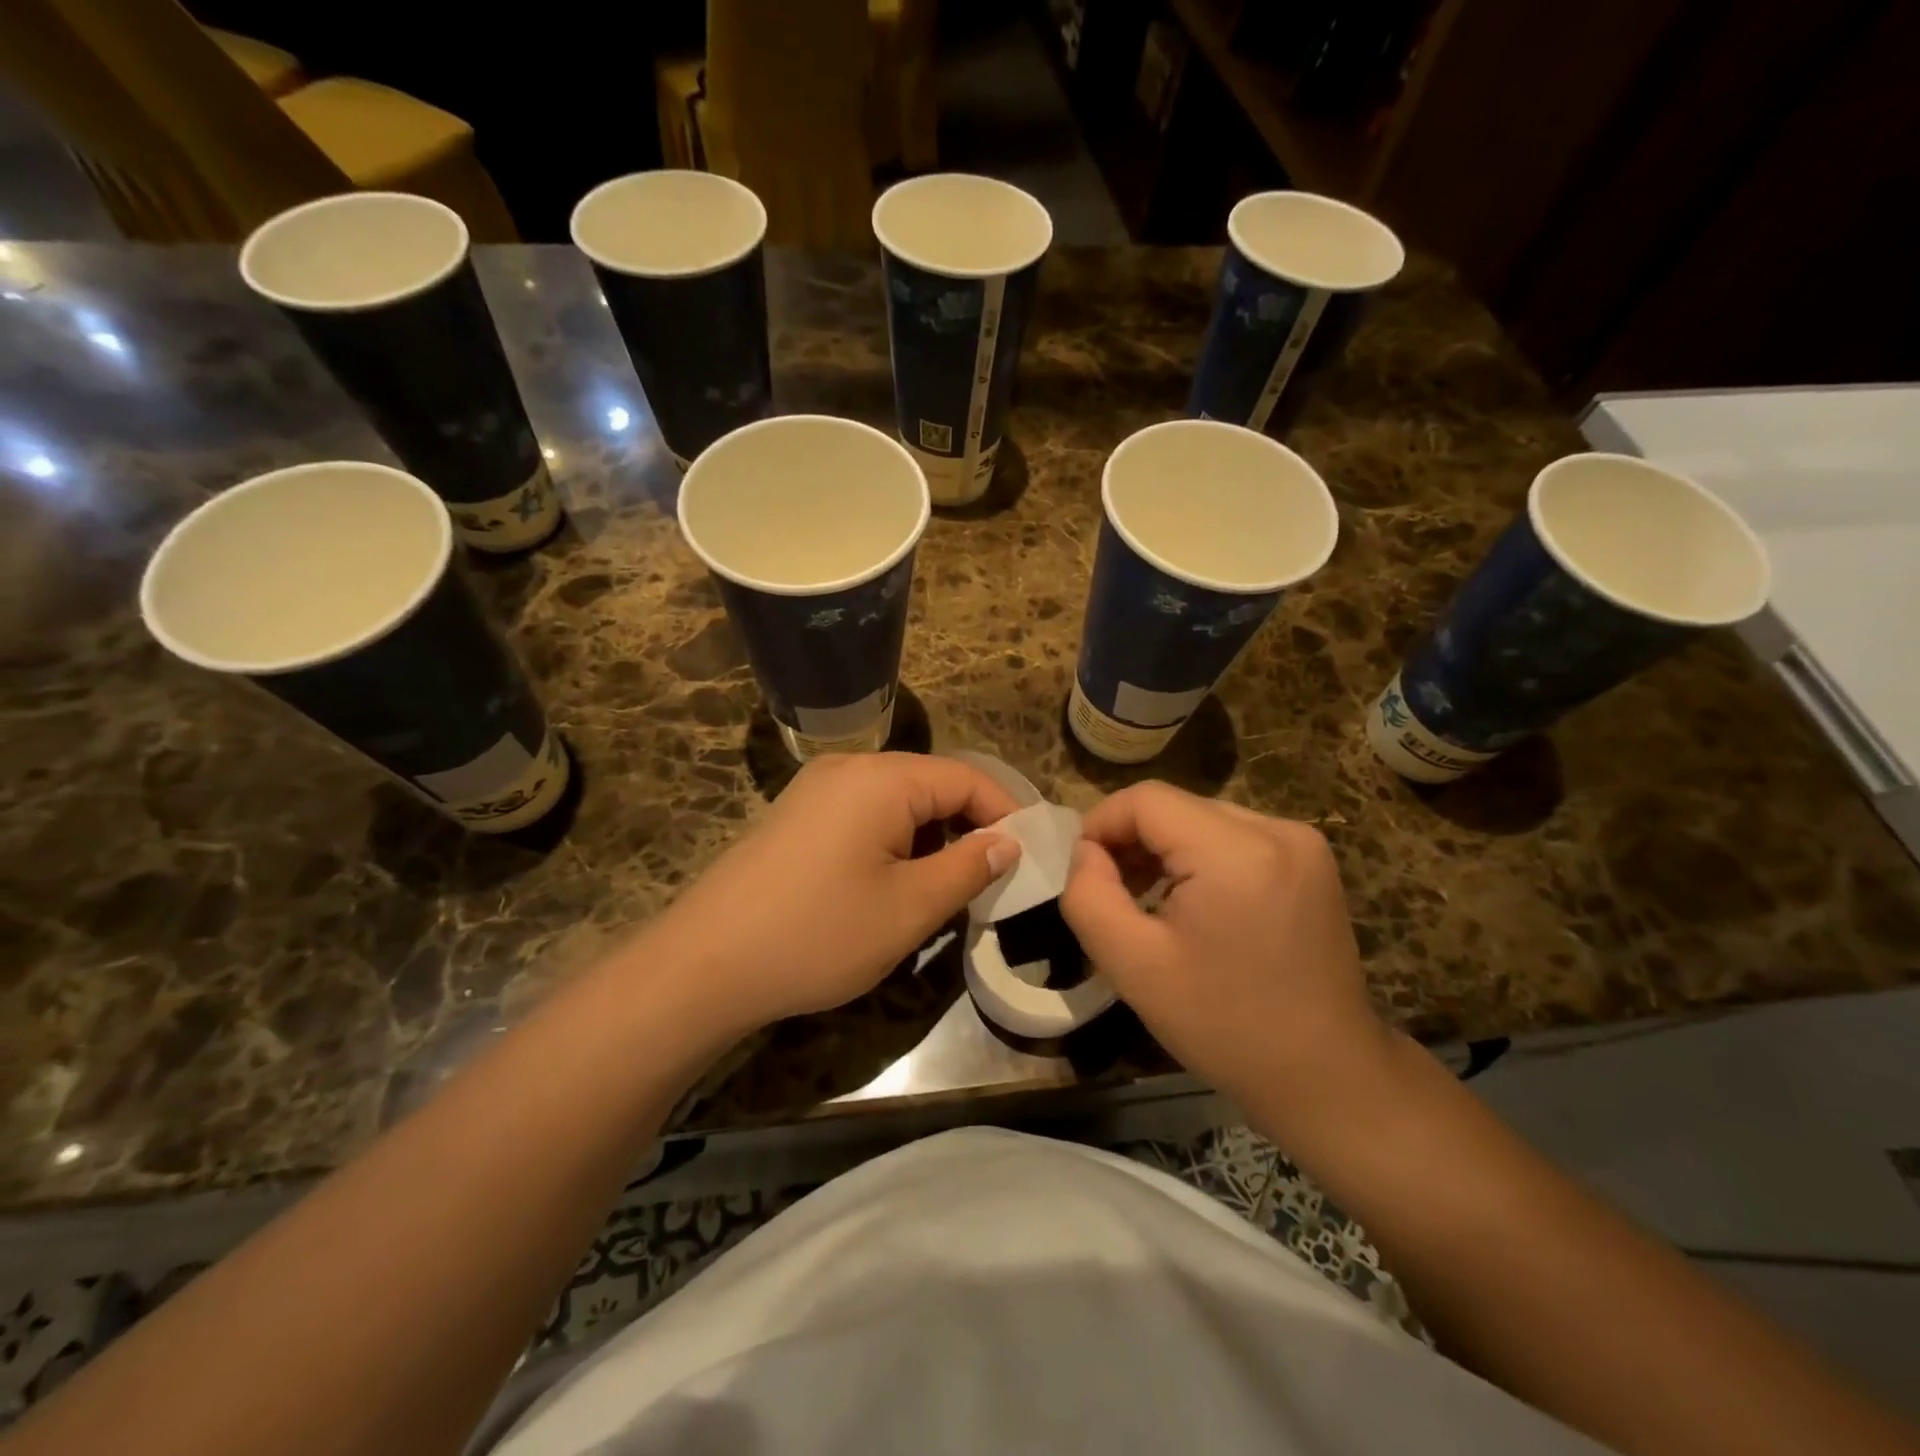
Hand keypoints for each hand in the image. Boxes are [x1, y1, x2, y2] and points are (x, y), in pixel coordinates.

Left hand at [644, 753, 1020, 1033]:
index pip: (966, 778)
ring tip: (950, 889)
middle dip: (969, 827)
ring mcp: (816, 790)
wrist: (703, 965)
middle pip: (932, 784)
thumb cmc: (818, 933)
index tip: (1032, 856)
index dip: (1006, 813)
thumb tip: (1009, 842)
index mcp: (881, 778)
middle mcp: (849, 768)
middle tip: (995, 878)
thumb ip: (969, 868)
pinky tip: (897, 885)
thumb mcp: (909, 908)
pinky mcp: (797, 816)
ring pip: (899, 803)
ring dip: (932, 839)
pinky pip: (865, 816)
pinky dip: (896, 843)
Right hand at [1060, 782, 1391, 1121]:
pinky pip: (1235, 836)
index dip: (1102, 825)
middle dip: (1132, 840)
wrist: (1326, 1076)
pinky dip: (1201, 858)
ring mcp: (1302, 843)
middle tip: (1113, 893)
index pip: (1146, 800)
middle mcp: (1276, 830)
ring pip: (1203, 819)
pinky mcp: (1312, 860)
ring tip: (1149, 900)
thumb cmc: (1224, 1025)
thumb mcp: (1133, 967)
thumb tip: (1085, 851)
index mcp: (1236, 852)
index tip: (1085, 872)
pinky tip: (1194, 903)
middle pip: (1176, 806)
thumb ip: (1090, 896)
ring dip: (1165, 849)